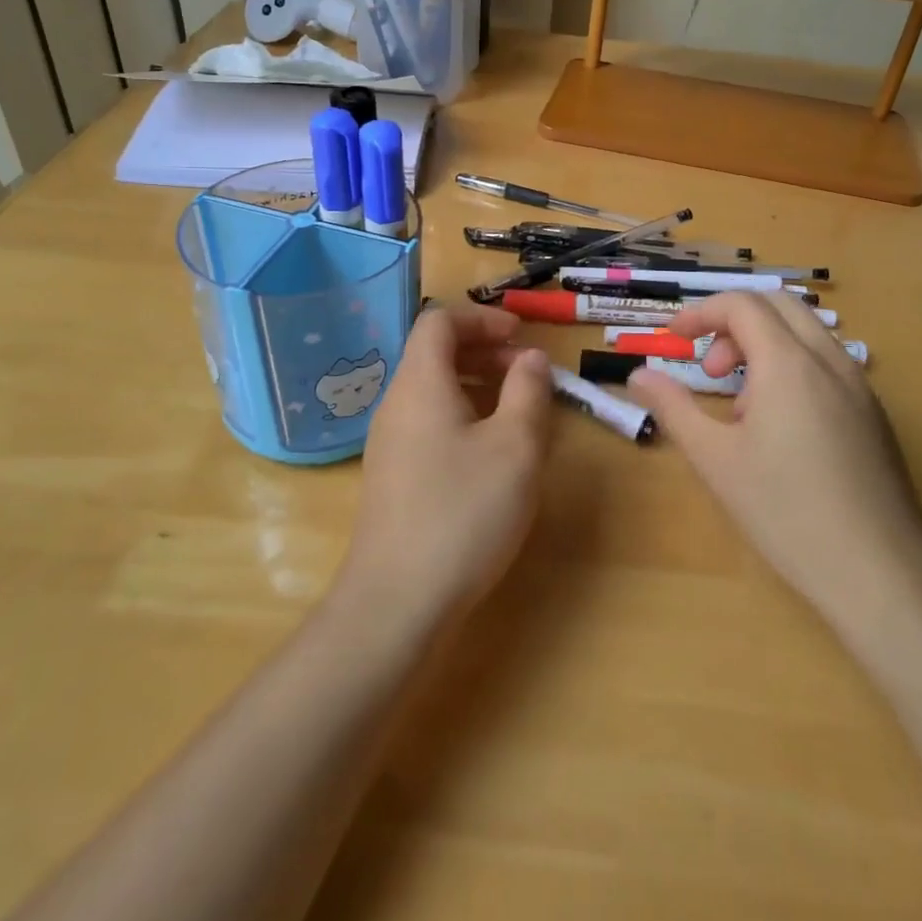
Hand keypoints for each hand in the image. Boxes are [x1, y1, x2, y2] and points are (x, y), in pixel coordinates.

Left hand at [337, 304, 553, 629]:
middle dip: (485, 351)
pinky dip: (462, 416)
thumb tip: (531, 359)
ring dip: (477, 385)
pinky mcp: (393, 475)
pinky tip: (491, 453)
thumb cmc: (463, 512)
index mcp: (420, 384)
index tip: (521, 336)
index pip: (439, 322)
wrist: (396, 601)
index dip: (482, 318)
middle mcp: (397, 403)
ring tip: (518, 411)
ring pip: (433, 390)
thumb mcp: (515, 448)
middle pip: (435, 353)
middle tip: (528, 373)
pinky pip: (428, 422)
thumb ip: (528, 392)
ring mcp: (390, 442)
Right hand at [625, 292, 921, 611]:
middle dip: (733, 322)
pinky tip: (782, 427)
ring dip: (764, 344)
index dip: (700, 312)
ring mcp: (859, 385)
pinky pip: (827, 363)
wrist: (879, 572)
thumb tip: (638, 376)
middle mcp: (829, 360)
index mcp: (788, 363)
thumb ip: (673, 407)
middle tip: (711, 370)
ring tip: (743, 406)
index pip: (741, 304)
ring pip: (806, 332)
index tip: (672, 338)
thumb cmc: (786, 512)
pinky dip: (792, 366)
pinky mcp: (874, 413)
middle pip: (777, 304)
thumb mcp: (715, 459)